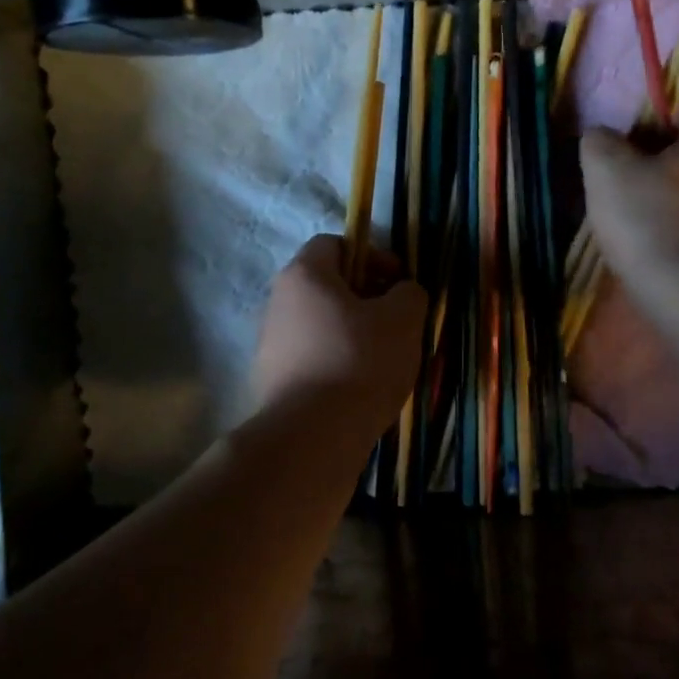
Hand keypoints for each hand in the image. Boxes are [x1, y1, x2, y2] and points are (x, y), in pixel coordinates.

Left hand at [252, 235, 424, 428]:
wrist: (313, 434)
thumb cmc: (360, 362)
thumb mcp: (403, 320)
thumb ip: (409, 294)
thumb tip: (402, 291)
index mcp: (304, 275)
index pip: (334, 243)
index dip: (371, 255)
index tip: (398, 282)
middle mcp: (277, 302)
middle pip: (326, 286)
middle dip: (364, 298)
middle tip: (395, 321)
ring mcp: (269, 344)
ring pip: (319, 324)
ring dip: (351, 333)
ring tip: (382, 359)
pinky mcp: (271, 380)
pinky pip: (311, 358)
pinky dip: (335, 362)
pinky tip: (358, 387)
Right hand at [580, 124, 678, 277]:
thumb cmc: (650, 222)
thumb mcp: (607, 173)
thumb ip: (599, 143)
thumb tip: (600, 136)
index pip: (667, 128)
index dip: (634, 150)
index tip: (615, 180)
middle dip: (658, 183)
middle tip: (626, 212)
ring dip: (674, 214)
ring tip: (645, 243)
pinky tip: (670, 261)